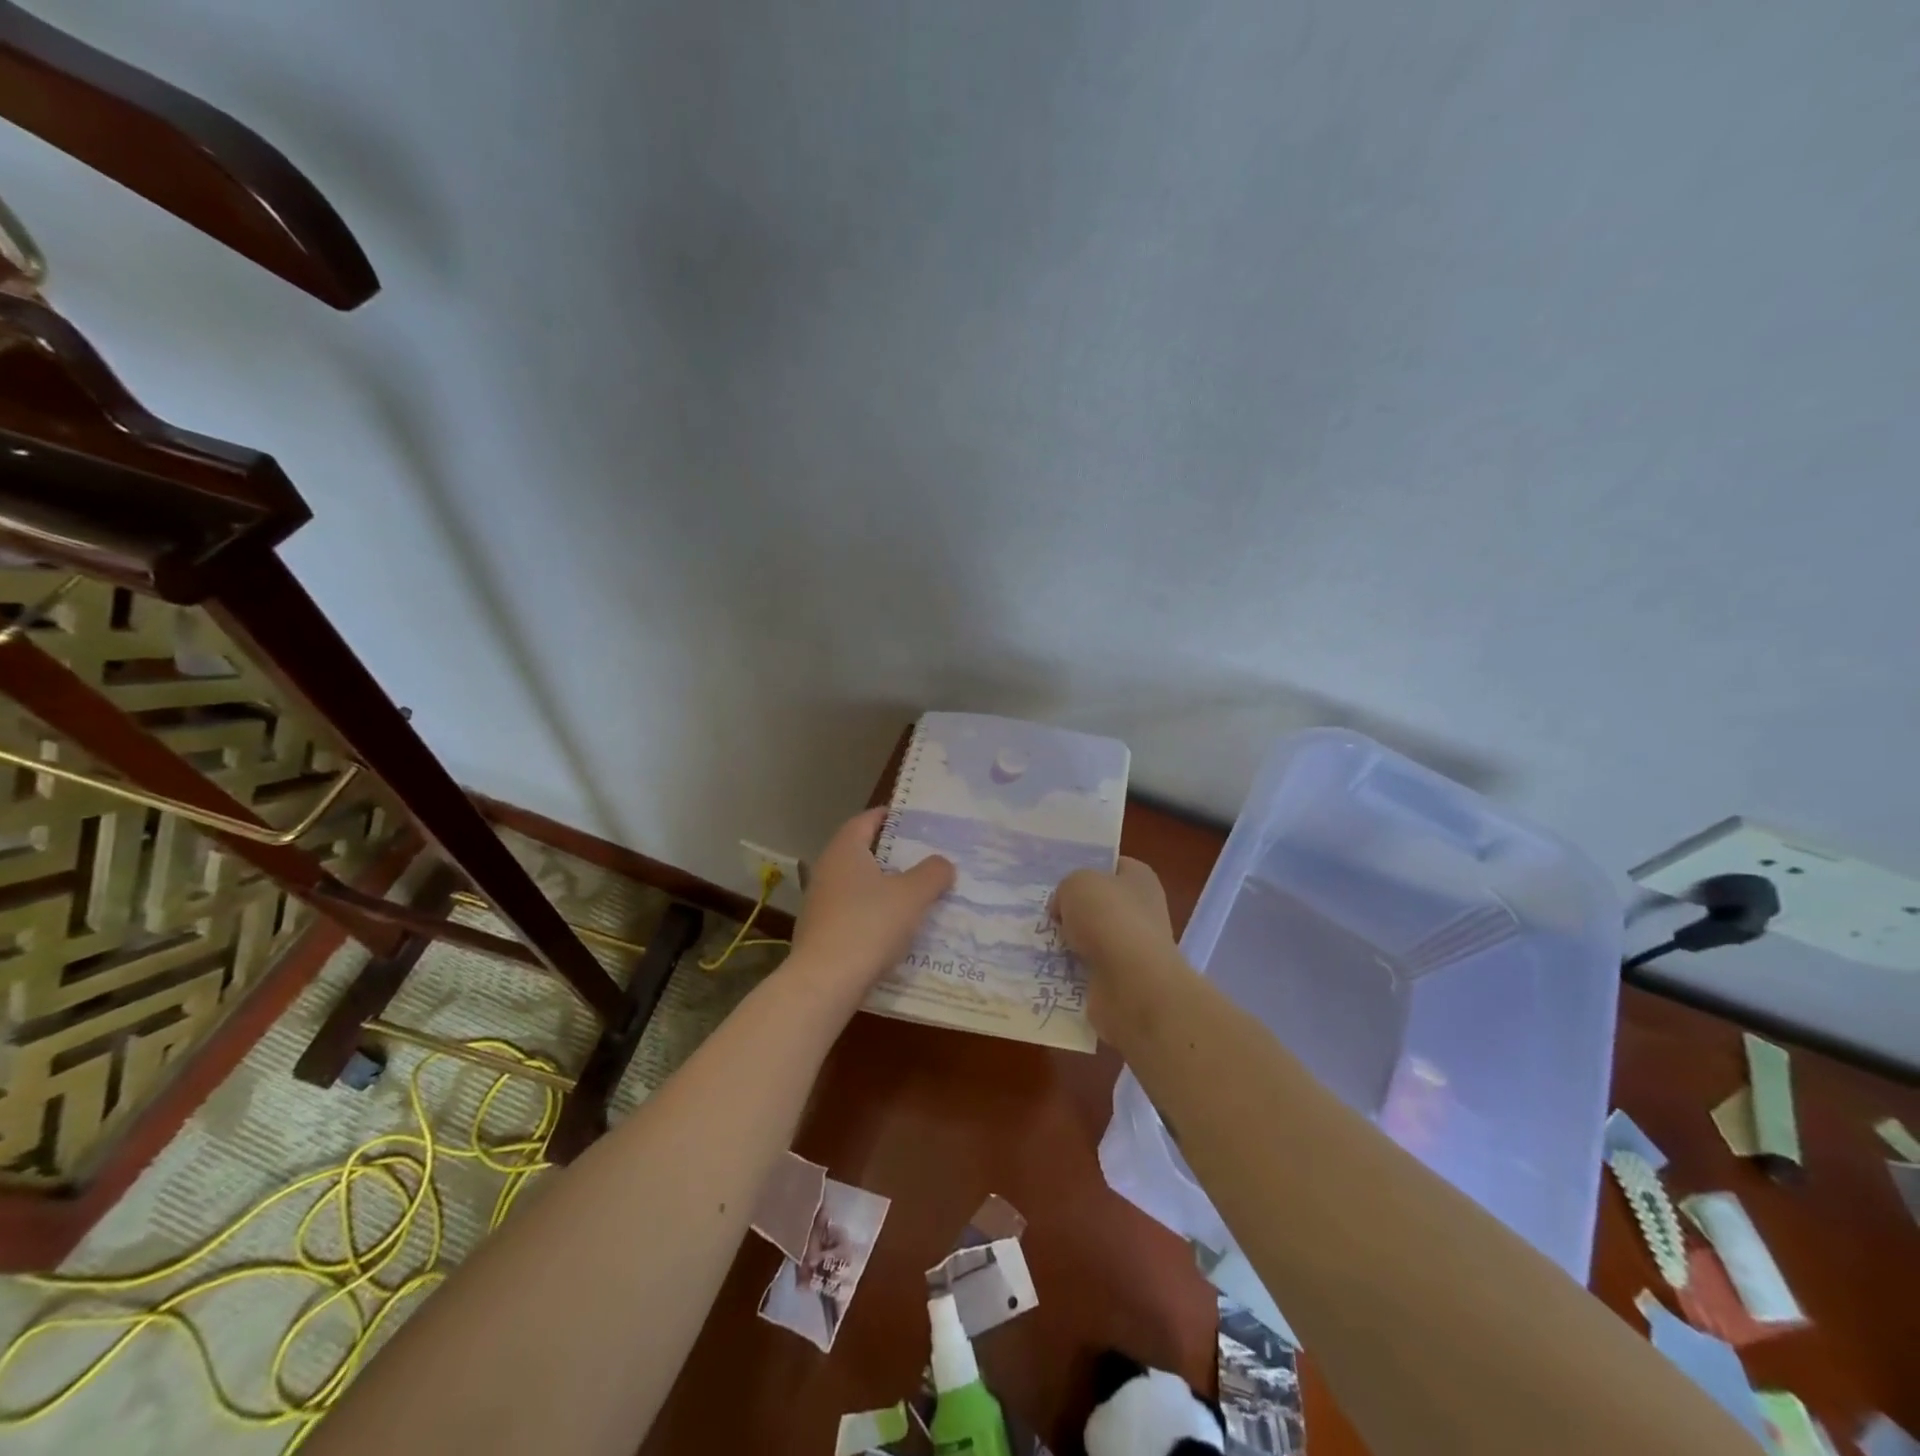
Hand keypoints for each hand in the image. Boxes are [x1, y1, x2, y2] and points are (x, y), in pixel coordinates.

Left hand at [790, 808, 954, 993]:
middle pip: (861, 852)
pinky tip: (893, 928)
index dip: (888, 816)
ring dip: (882, 886)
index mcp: (845, 851)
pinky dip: (872, 912)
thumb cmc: (869, 925)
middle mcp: (827, 870)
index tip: (912, 819)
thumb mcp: (912, 896)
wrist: (824, 982)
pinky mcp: (819, 932)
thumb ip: (932, 873)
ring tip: (914, 894)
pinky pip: (851, 912)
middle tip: (922, 857)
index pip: (865, 820)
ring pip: (856, 884)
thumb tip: (943, 863)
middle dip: (890, 854)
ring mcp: (819, 903)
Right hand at [1053, 858, 1181, 1042]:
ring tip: (1041, 941)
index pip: (1112, 865)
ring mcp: (1134, 947)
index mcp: (1140, 878)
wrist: (1131, 982)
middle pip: (1099, 904)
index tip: (1059, 880)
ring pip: (1092, 938)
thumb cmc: (1108, 918)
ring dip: (1070, 942)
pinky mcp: (1122, 980)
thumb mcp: (1076, 884)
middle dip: (1073, 910)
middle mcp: (1143, 910)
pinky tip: (1051, 967)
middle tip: (1045, 914)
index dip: (1086, 869)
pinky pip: (1089, 968)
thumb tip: (1063, 909)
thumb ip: (1066, 889)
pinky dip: (1072, 970)